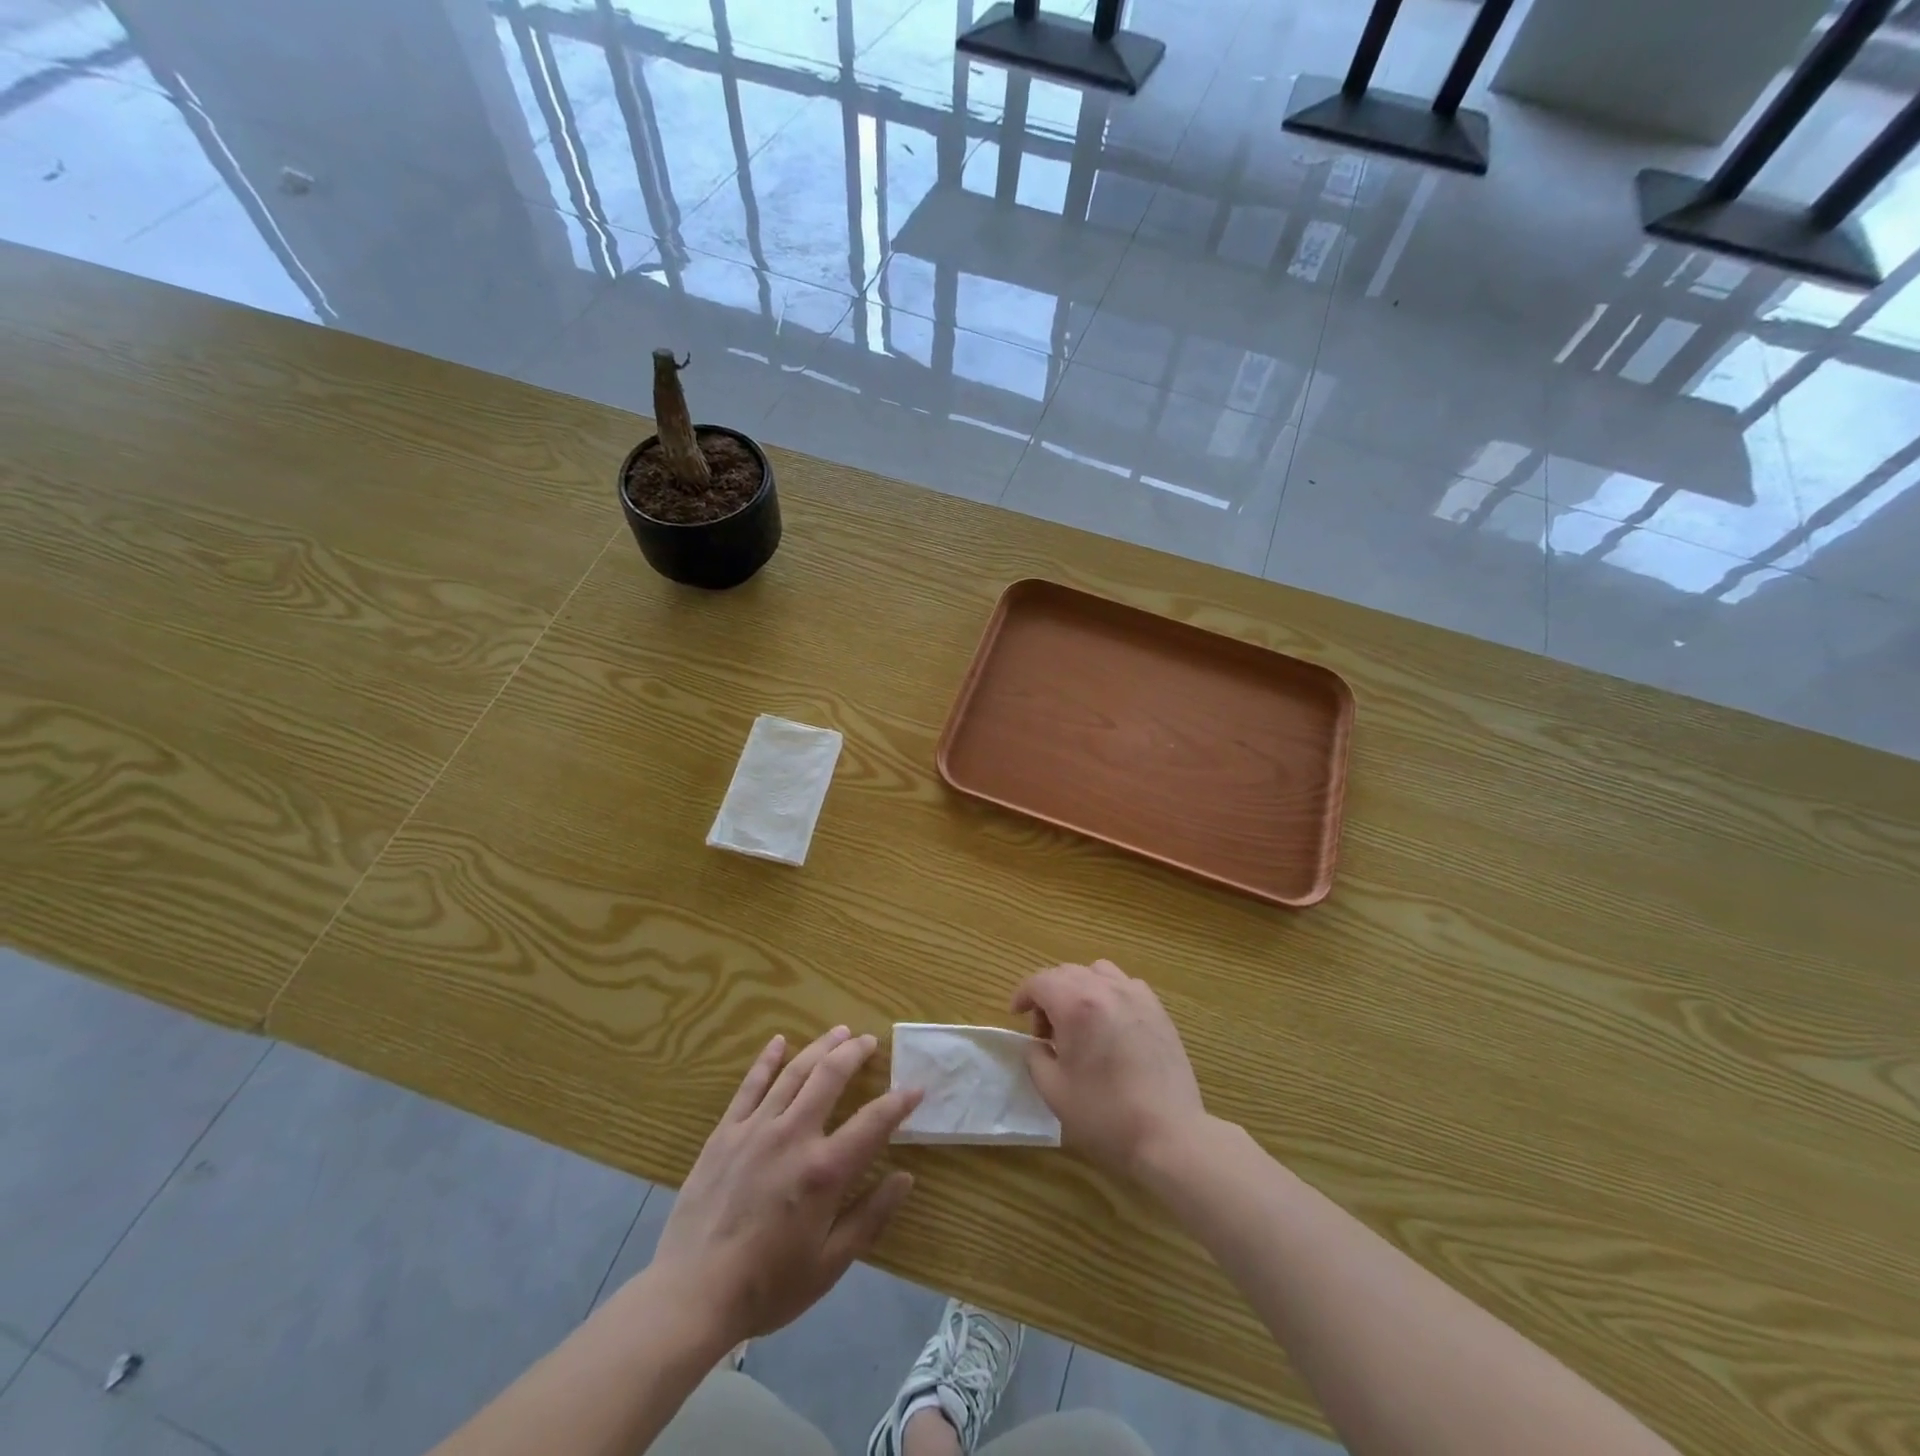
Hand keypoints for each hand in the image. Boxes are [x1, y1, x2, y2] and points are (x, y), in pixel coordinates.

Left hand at [650, 1027, 921, 1348]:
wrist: (691, 1295)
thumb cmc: (767, 1286)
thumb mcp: (829, 1264)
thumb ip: (870, 1217)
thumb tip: (906, 1178)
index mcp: (825, 1170)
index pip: (874, 1122)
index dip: (899, 1102)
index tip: (915, 1087)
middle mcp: (794, 1136)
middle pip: (830, 1077)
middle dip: (855, 1053)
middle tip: (869, 1041)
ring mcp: (756, 1129)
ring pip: (794, 1073)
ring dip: (820, 1047)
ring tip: (839, 1032)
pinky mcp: (725, 1133)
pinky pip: (750, 1086)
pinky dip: (767, 1060)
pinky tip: (779, 1042)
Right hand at [1012, 961, 1205, 1180]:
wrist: (1170, 1135)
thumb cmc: (1105, 1115)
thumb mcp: (1053, 1090)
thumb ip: (1035, 1057)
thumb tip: (1036, 1042)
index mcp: (1076, 1005)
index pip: (1039, 981)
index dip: (1023, 995)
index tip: (1016, 1015)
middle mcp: (1106, 989)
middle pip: (1067, 973)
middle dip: (1048, 995)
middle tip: (1045, 1032)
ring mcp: (1136, 996)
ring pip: (1097, 972)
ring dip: (1079, 988)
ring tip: (1079, 1022)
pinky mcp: (1158, 1010)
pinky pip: (1125, 985)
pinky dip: (1109, 994)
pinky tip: (1110, 1025)